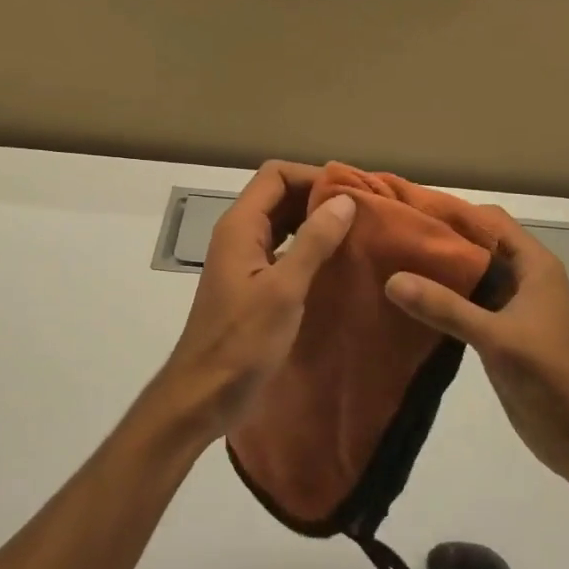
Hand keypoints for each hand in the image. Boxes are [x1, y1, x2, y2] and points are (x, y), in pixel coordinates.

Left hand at [151, 162, 355, 443]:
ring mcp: (245, 260)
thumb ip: (313, 242)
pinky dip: (309, 248)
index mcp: (240, 226)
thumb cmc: (241, 341)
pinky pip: (284, 251)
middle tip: (364, 211)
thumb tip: (344, 200)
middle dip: (319, 197)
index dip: (313, 175)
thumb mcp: (284, 289)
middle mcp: (240, 235)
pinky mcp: (253, 284)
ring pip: (283, 223)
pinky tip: (338, 262)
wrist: (203, 393)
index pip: (275, 175)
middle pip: (279, 195)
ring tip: (359, 232)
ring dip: (316, 222)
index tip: (352, 191)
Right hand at [384, 206, 568, 481]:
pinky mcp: (500, 332)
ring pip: (471, 275)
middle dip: (441, 238)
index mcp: (535, 266)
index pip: (490, 221)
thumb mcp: (496, 337)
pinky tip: (410, 300)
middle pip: (478, 244)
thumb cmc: (549, 375)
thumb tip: (392, 279)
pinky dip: (442, 297)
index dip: (454, 211)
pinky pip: (466, 303)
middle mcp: (525, 279)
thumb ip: (445, 307)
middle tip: (394, 234)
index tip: (411, 208)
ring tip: (393, 261)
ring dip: (439, 269)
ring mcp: (513, 307)